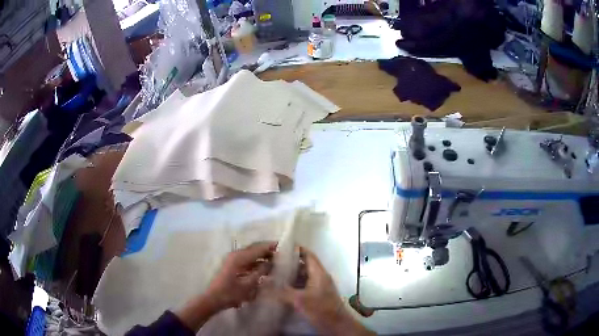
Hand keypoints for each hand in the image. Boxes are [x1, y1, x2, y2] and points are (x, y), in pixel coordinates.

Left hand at [206, 241, 276, 309]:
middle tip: (281, 253)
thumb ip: (261, 271)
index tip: (283, 247)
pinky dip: (256, 261)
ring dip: (262, 255)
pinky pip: (247, 259)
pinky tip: (263, 267)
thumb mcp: (249, 284)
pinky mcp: (232, 265)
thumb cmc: (231, 293)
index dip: (271, 247)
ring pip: (250, 253)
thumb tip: (271, 263)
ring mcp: (233, 259)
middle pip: (254, 248)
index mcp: (239, 257)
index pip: (258, 248)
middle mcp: (236, 254)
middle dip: (267, 250)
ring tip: (275, 261)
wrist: (213, 299)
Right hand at [277, 247, 374, 335]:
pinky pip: (304, 285)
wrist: (336, 325)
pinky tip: (282, 289)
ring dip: (291, 275)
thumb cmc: (321, 309)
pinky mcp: (317, 296)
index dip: (295, 249)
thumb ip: (282, 291)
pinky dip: (294, 285)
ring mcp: (319, 287)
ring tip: (273, 274)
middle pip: (304, 265)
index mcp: (318, 273)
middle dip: (289, 263)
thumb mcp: (300, 300)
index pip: (308, 254)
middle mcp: (320, 277)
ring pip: (303, 276)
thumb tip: (265, 282)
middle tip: (272, 262)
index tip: (280, 248)